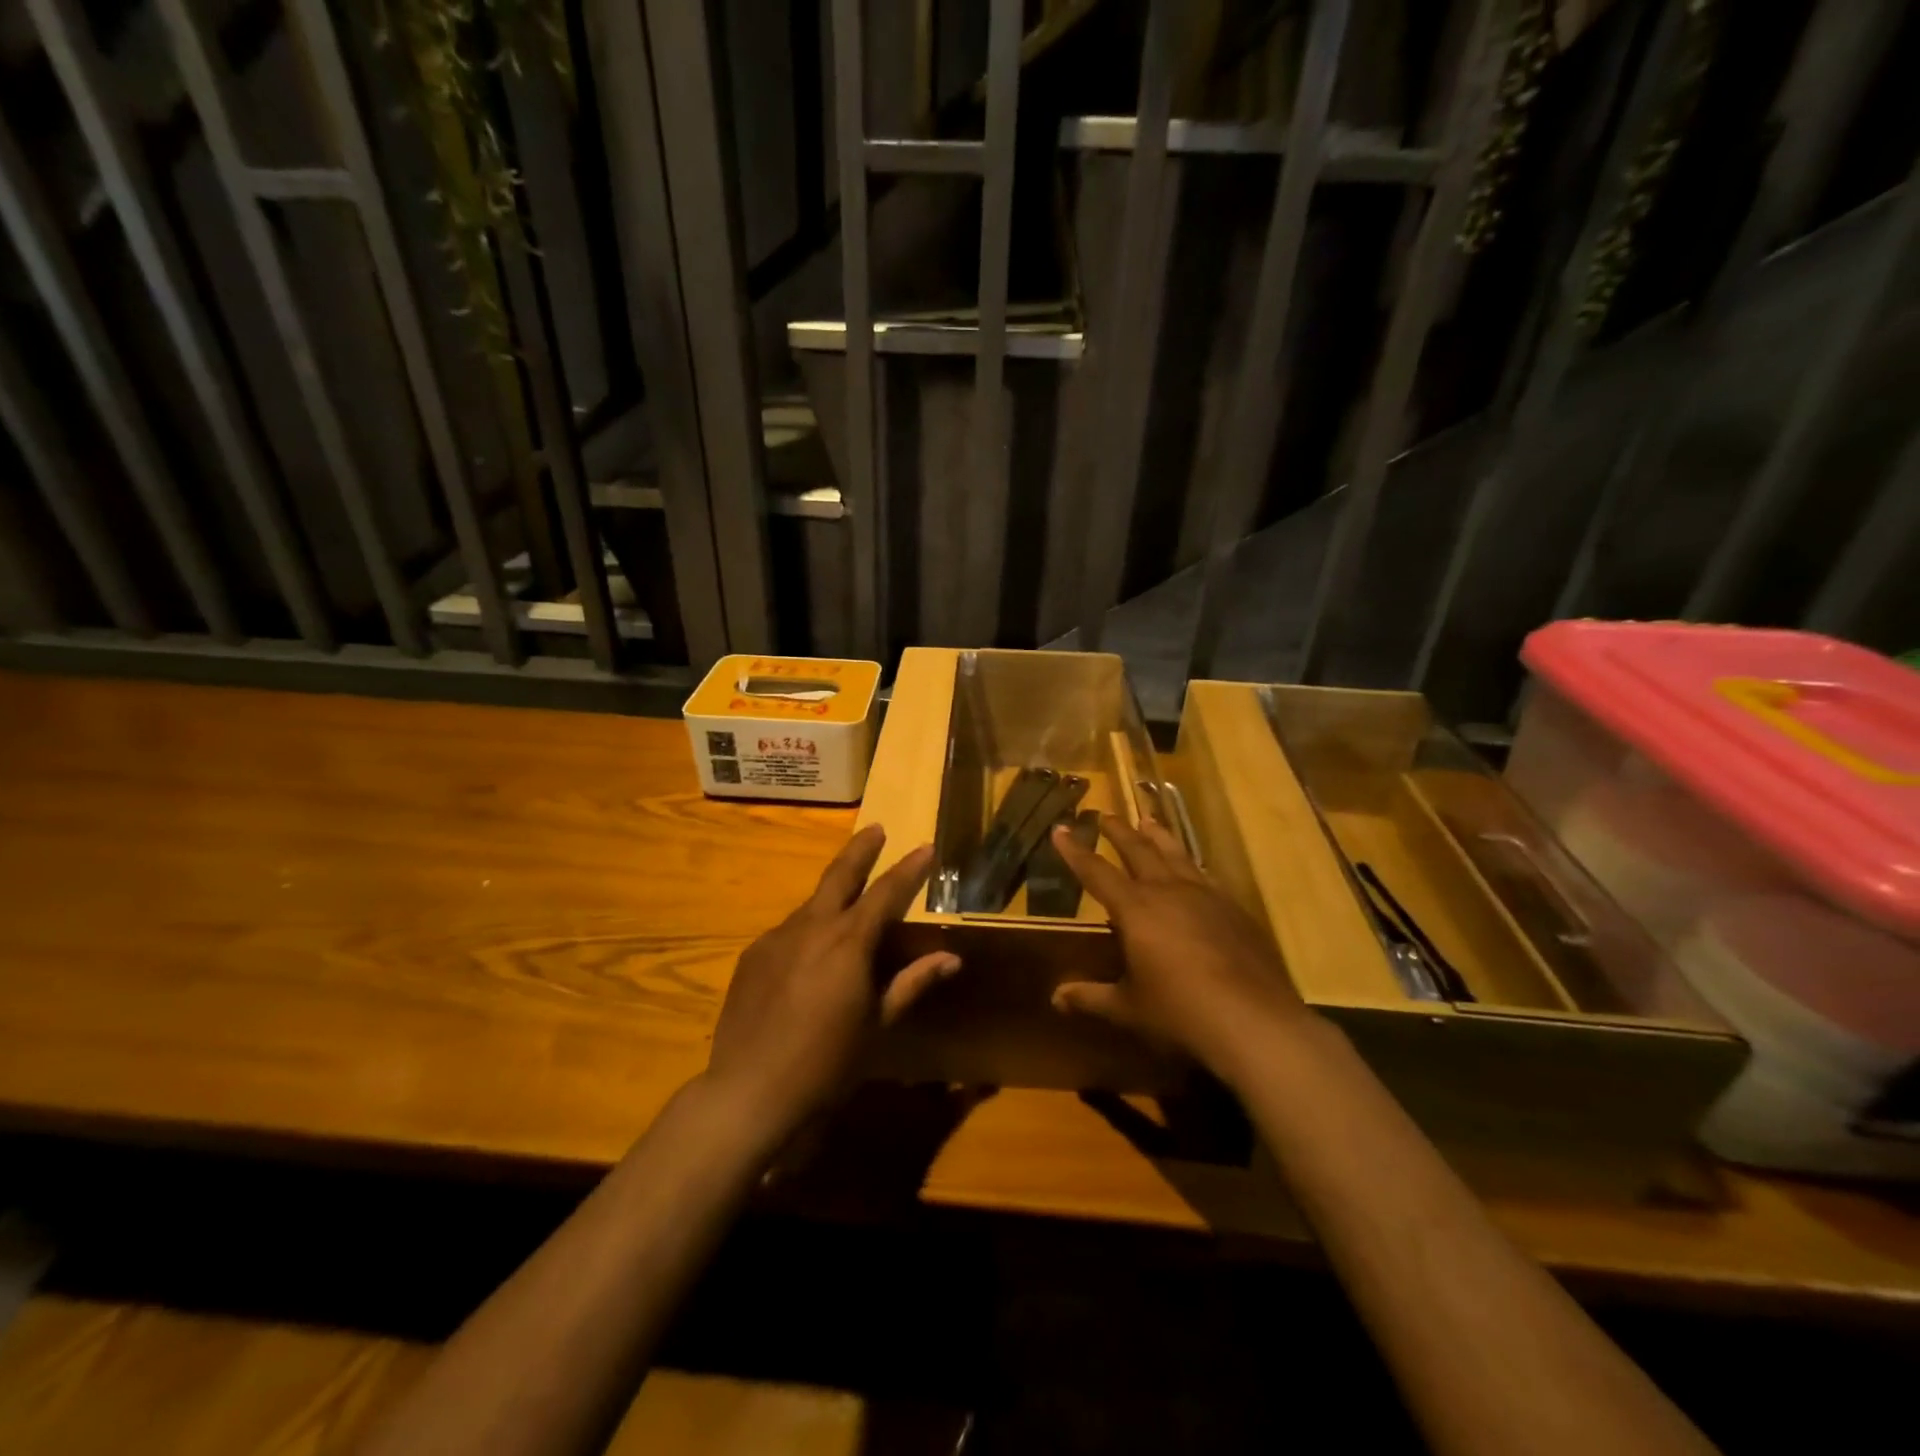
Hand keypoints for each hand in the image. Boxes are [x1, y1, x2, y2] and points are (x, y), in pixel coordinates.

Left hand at [705, 825, 958, 1139]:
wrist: (749, 1092)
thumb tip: (951, 959)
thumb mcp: (878, 1024)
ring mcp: (776, 939)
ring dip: (833, 899)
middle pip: (840, 874)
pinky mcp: (752, 956)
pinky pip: (788, 933)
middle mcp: (811, 927)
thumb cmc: (827, 1063)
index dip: (909, 869)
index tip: (925, 847)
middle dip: (861, 850)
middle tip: (876, 829)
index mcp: (849, 941)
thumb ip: (912, 983)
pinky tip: (809, 959)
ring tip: (847, 911)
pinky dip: (807, 932)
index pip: (887, 892)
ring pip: (812, 905)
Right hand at [1050, 814, 1315, 1085]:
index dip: (1075, 851)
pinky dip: (1191, 865)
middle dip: (1119, 832)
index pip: (1096, 872)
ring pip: (1175, 854)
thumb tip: (1056, 997)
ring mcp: (1205, 896)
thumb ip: (1091, 997)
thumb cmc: (1181, 1013)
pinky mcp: (1234, 909)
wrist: (1255, 1021)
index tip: (1060, 828)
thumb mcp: (1129, 1008)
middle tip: (1105, 815)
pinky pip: (1205, 875)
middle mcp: (1168, 891)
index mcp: (1136, 909)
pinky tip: (1193, 868)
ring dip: (1158, 836)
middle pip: (1138, 850)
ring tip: (1148, 821)